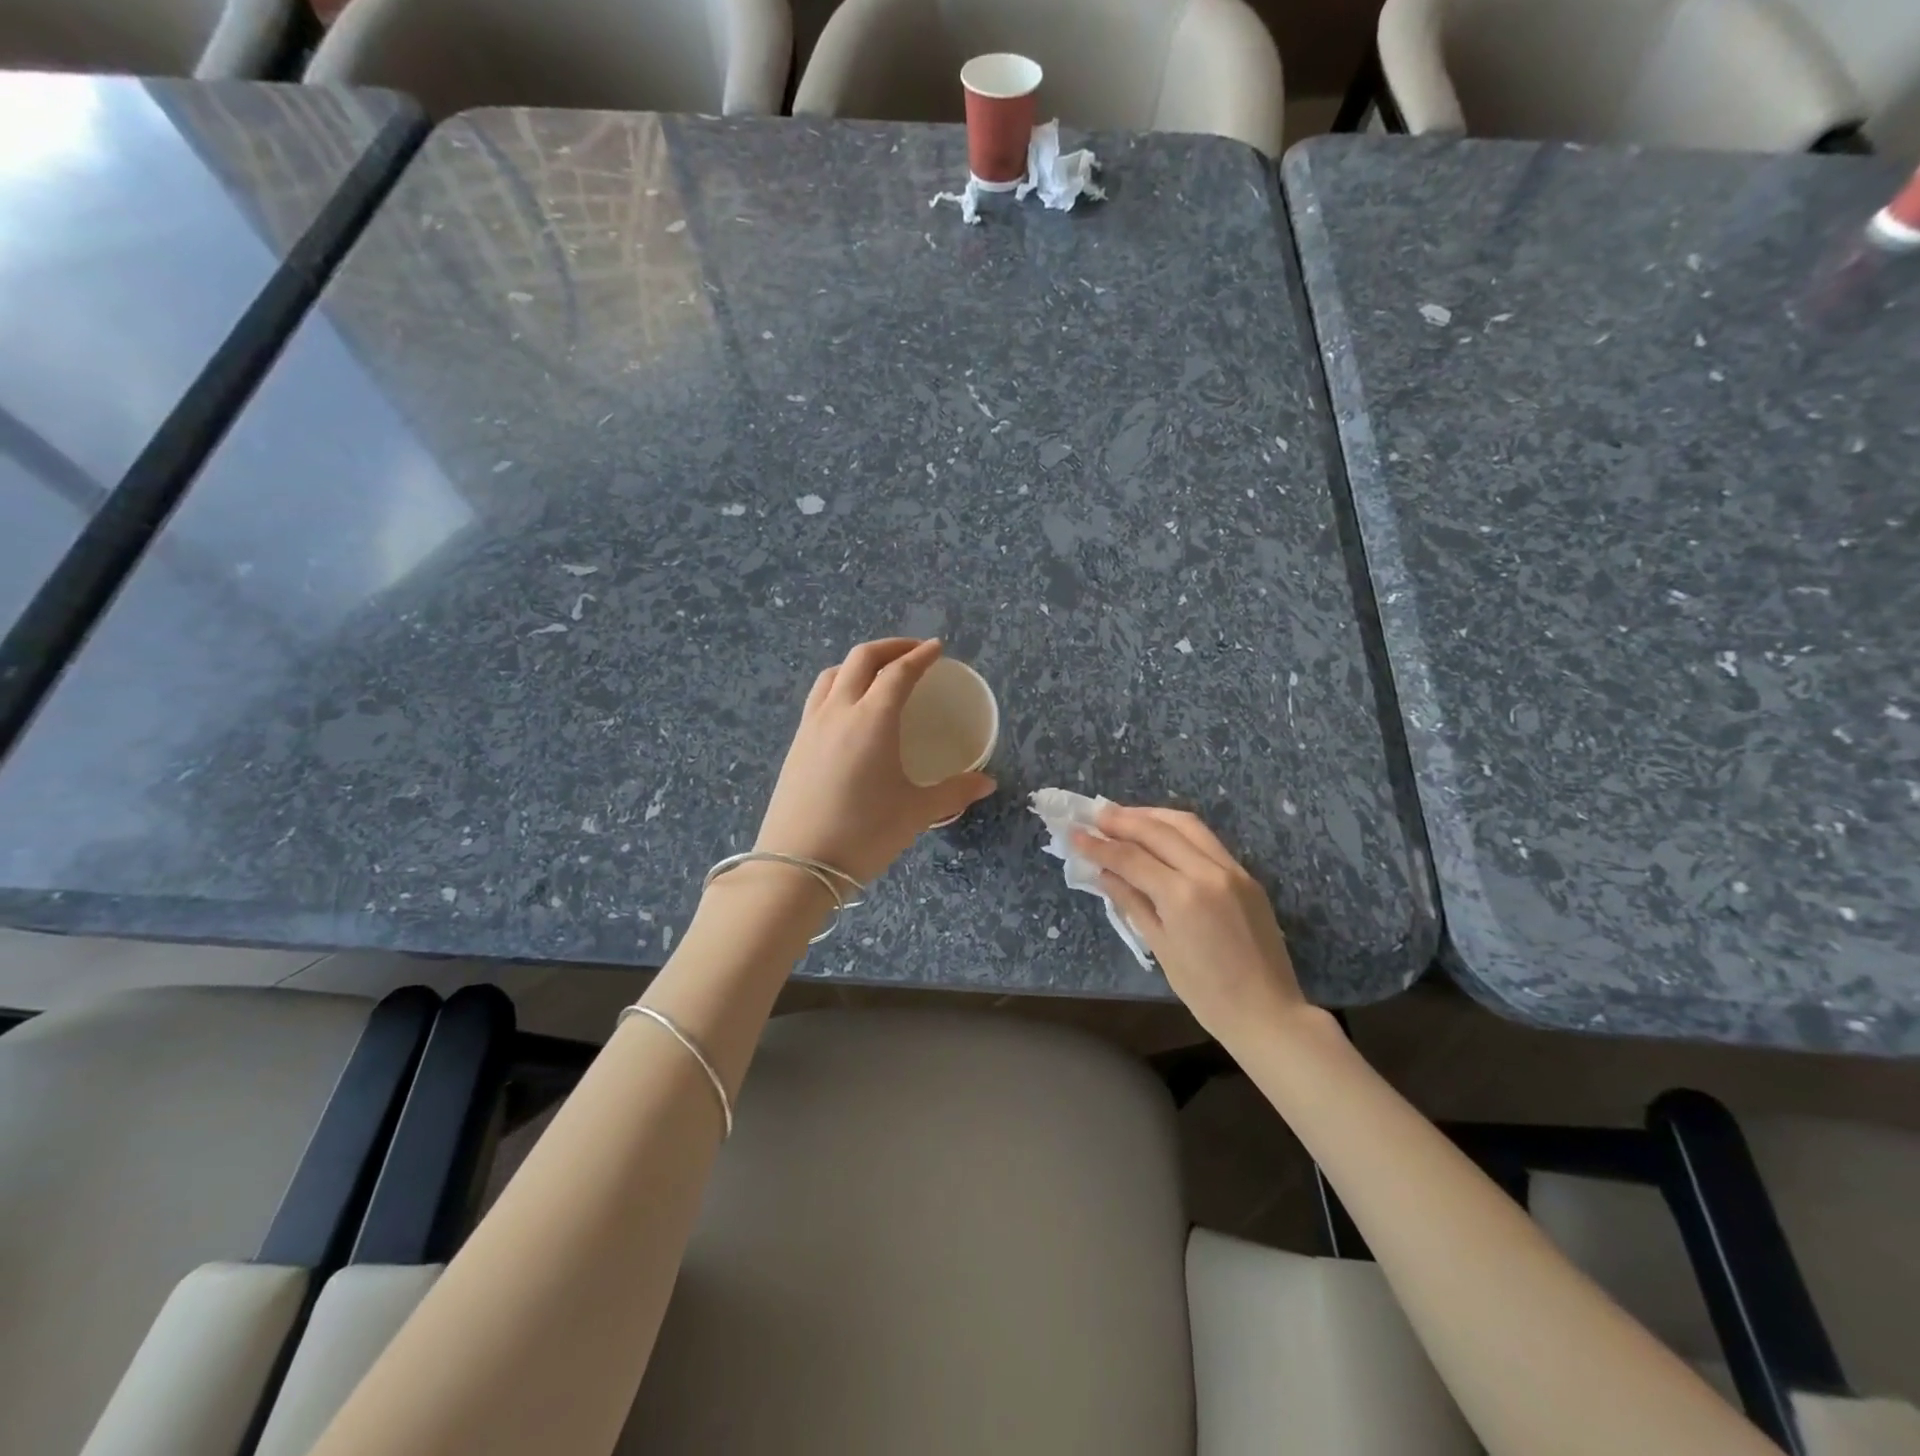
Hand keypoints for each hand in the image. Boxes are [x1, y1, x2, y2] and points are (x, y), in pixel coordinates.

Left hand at [753, 639, 995, 886]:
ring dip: (859, 663)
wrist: (797, 864)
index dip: (921, 656)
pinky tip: (849, 709)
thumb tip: (987, 782)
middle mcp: (839, 710)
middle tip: (914, 652)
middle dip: (890, 647)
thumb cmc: (864, 833)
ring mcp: (811, 725)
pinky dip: (839, 685)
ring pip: (833, 673)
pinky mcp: (796, 744)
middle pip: (862, 659)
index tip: (937, 649)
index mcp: (872, 718)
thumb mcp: (916, 813)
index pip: (899, 672)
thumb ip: (954, 792)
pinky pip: (819, 697)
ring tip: (879, 673)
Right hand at [1072, 805, 1304, 1042]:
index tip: (1075, 833)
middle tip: (1095, 815)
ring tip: (1125, 817)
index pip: (1131, 857)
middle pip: (1158, 830)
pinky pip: (1207, 840)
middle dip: (1123, 820)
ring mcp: (1233, 870)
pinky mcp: (1247, 876)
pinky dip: (1178, 831)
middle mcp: (1209, 871)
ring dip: (1152, 816)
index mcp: (1183, 895)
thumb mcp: (1160, 947)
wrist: (1268, 1012)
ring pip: (1187, 824)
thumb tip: (1103, 873)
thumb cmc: (1206, 993)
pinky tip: (1160, 836)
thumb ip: (1131, 902)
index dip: (1099, 845)